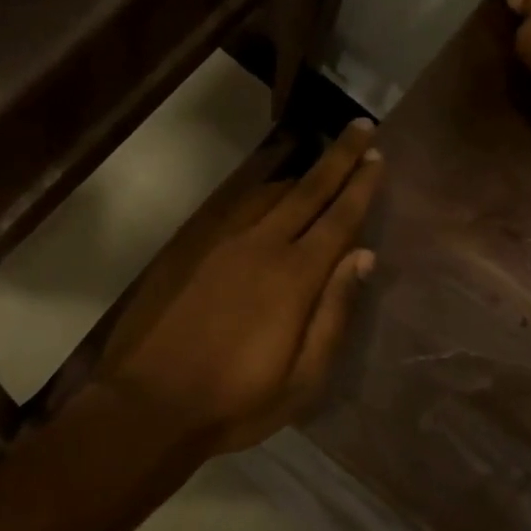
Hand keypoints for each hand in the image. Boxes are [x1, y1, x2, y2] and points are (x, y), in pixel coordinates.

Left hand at [94, 120, 383, 454]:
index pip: (338, 218)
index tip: (378, 155)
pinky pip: (237, 206)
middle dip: (338, 158)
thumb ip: (335, 312)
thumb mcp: (303, 378)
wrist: (151, 404)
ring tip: (323, 162)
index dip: (361, 186)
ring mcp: (223, 244)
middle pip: (307, 191)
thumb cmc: (237, 401)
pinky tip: (268, 193)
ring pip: (270, 193)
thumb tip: (363, 256)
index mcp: (294, 277)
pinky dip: (262, 191)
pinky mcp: (194, 249)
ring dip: (301, 174)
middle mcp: (261, 246)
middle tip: (360, 127)